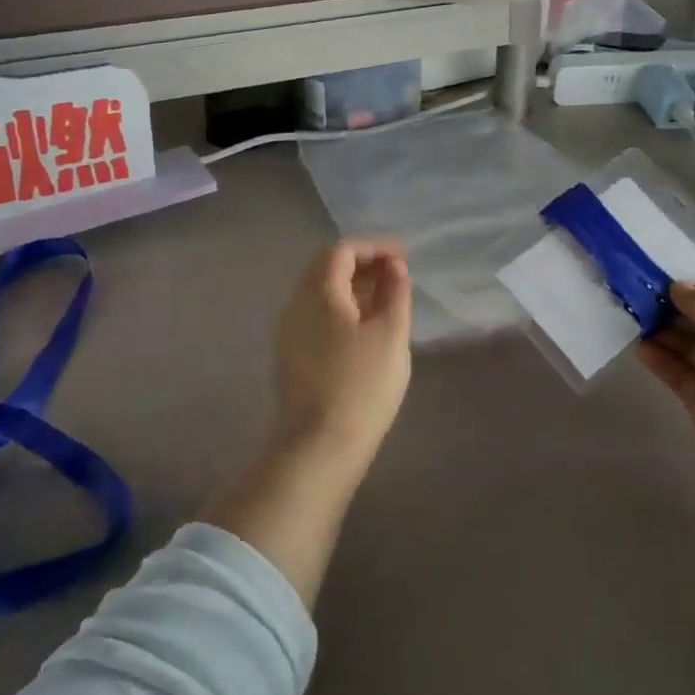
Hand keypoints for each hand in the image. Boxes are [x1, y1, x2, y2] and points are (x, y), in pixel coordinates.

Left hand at [274, 239, 412, 448]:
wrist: (318, 448)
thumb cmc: (361, 385)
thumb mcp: (390, 334)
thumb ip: (395, 293)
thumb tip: (393, 267)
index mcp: (317, 292)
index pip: (342, 250)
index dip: (375, 246)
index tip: (405, 256)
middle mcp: (295, 305)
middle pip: (326, 269)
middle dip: (363, 264)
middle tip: (397, 273)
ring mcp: (289, 334)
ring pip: (321, 295)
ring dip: (353, 288)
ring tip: (387, 299)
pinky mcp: (292, 358)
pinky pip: (317, 317)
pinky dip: (343, 310)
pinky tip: (366, 328)